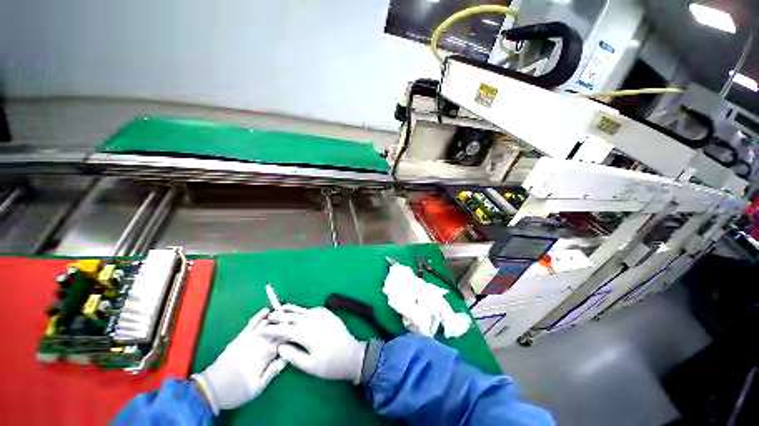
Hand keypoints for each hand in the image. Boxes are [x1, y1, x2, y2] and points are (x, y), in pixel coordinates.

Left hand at [192, 308, 286, 413]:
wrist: (212, 389)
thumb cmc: (237, 390)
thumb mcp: (258, 387)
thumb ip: (273, 371)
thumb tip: (287, 357)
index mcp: (265, 356)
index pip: (283, 340)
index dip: (292, 334)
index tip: (299, 330)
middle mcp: (258, 344)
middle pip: (276, 330)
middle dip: (286, 323)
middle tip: (295, 318)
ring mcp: (248, 339)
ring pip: (266, 324)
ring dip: (275, 318)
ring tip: (284, 313)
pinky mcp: (240, 338)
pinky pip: (251, 323)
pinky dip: (259, 316)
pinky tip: (266, 310)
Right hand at [264, 305, 365, 383]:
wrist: (352, 354)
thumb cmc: (329, 364)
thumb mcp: (309, 366)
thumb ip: (293, 356)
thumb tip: (280, 347)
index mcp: (306, 333)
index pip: (285, 330)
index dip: (273, 330)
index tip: (262, 330)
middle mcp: (313, 321)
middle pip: (293, 316)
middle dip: (280, 316)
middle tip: (269, 316)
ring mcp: (322, 315)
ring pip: (303, 310)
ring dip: (292, 310)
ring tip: (282, 308)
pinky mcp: (329, 314)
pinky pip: (313, 309)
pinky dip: (304, 310)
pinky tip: (301, 313)